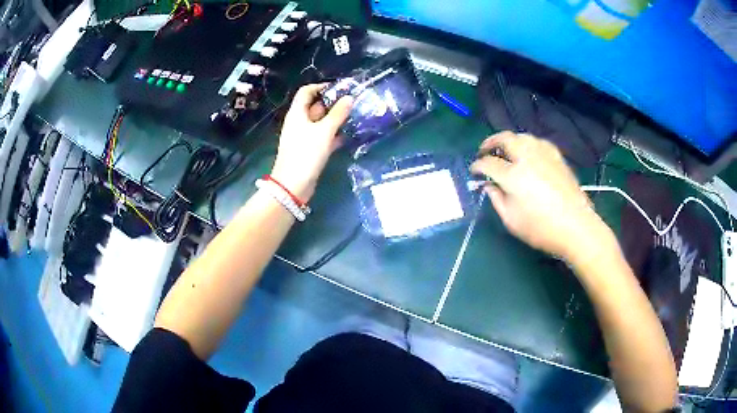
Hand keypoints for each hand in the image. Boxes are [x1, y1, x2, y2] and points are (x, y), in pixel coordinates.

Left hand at [271, 84, 352, 200]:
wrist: (293, 185)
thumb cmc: (306, 154)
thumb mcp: (324, 131)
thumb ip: (337, 114)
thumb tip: (349, 98)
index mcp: (297, 113)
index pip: (306, 92)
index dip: (321, 87)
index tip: (339, 88)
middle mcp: (299, 122)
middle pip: (315, 106)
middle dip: (333, 103)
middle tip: (352, 102)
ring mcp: (304, 137)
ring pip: (320, 122)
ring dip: (335, 119)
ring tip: (354, 117)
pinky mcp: (310, 150)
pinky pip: (323, 137)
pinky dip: (333, 134)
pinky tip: (348, 135)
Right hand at [471, 131, 615, 262]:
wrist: (576, 227)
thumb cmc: (541, 229)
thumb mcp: (511, 220)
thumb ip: (496, 199)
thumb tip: (489, 185)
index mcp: (513, 175)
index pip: (488, 163)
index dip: (477, 166)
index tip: (474, 171)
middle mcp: (527, 158)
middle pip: (505, 139)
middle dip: (490, 142)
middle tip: (484, 151)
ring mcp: (544, 155)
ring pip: (522, 136)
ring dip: (509, 140)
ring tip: (505, 151)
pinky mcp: (557, 157)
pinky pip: (538, 142)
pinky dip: (527, 143)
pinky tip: (528, 153)